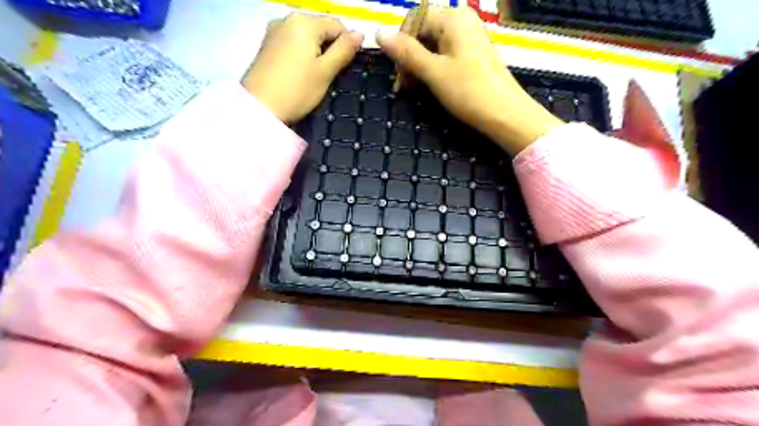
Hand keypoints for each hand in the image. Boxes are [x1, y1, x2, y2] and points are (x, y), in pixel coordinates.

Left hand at [242, 14, 362, 123]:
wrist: (260, 108)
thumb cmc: (297, 90)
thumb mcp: (326, 71)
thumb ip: (344, 50)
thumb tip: (359, 33)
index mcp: (305, 22)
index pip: (337, 26)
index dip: (347, 45)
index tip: (346, 68)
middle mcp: (287, 19)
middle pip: (320, 29)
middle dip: (330, 49)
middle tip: (330, 75)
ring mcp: (274, 31)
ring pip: (306, 37)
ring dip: (316, 53)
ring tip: (315, 77)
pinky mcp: (267, 45)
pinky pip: (293, 44)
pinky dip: (302, 55)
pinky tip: (301, 74)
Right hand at [377, 6, 562, 153]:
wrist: (506, 115)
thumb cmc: (469, 91)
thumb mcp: (433, 72)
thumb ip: (406, 52)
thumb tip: (378, 32)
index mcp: (453, 18)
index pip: (414, 19)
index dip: (401, 43)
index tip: (397, 71)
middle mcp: (462, 21)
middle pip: (423, 31)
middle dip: (409, 57)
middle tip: (403, 86)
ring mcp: (469, 38)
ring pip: (433, 45)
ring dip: (418, 66)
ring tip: (412, 89)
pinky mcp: (473, 55)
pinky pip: (445, 55)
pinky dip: (433, 69)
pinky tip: (429, 85)